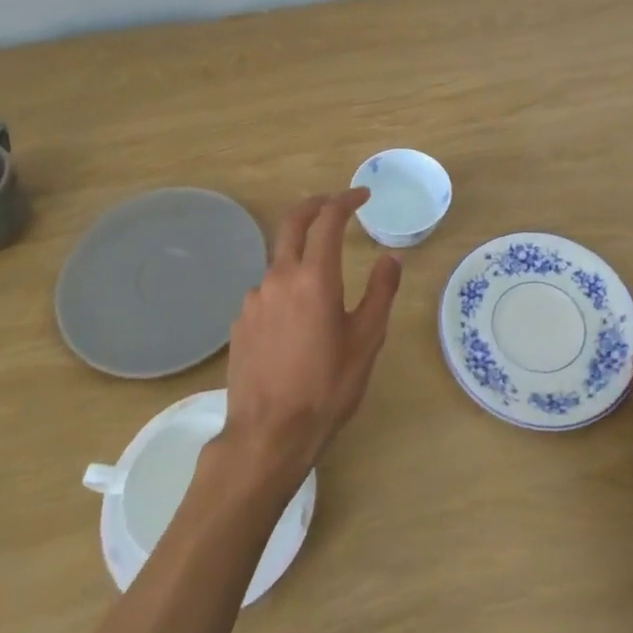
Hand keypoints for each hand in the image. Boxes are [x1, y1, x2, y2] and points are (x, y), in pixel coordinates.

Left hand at [221, 190, 401, 481]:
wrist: (268, 435)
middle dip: (315, 204)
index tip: (362, 196)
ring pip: (279, 261)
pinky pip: (267, 291)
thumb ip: (381, 292)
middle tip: (336, 202)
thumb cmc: (326, 387)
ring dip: (301, 255)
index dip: (346, 201)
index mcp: (314, 278)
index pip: (328, 220)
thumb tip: (391, 258)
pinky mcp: (241, 322)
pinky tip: (297, 319)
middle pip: (292, 223)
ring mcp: (254, 299)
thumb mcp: (367, 340)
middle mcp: (279, 278)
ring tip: (323, 281)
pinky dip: (286, 287)